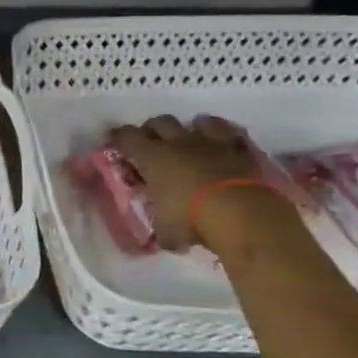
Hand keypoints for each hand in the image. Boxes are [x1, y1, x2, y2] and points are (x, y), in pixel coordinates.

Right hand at [110, 114, 291, 252]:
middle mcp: (180, 143)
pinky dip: (224, 138)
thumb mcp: (165, 231)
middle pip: (160, 122)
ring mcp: (213, 143)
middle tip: (151, 144)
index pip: (127, 137)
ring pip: (198, 121)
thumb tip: (164, 236)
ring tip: (190, 141)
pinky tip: (223, 147)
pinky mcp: (241, 151)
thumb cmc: (192, 219)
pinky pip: (231, 134)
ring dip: (191, 128)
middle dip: (153, 130)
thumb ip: (161, 227)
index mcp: (153, 158)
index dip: (119, 137)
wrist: (242, 214)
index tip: (115, 141)